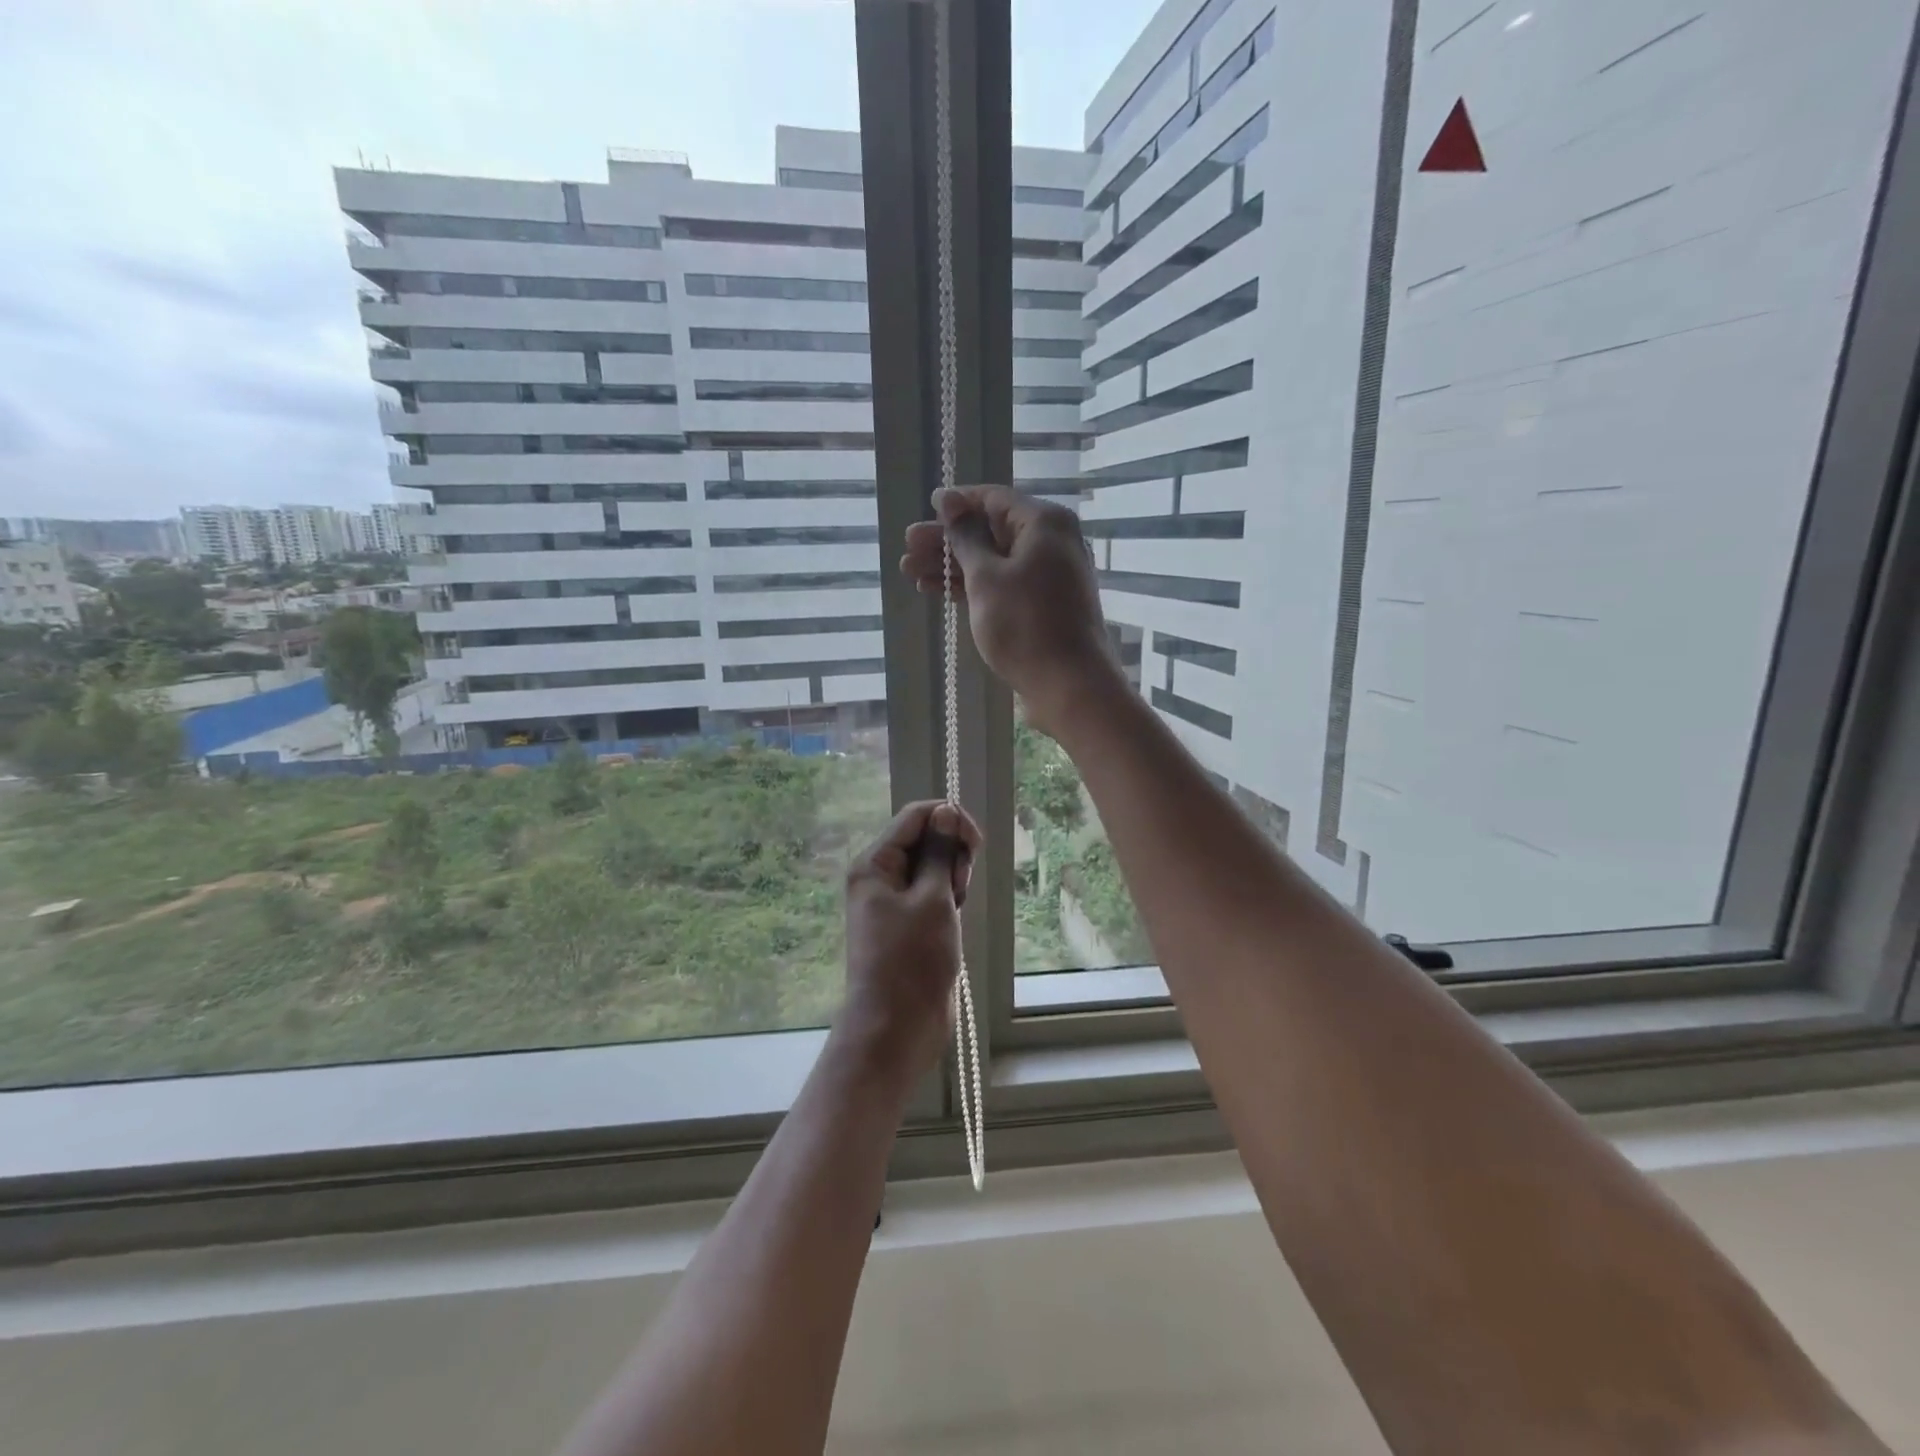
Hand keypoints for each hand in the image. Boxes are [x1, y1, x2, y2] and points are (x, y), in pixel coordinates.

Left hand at [839, 799, 983, 1078]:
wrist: (898, 1026)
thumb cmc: (913, 960)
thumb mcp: (933, 899)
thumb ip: (940, 852)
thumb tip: (946, 811)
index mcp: (874, 863)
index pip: (915, 816)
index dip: (949, 819)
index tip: (975, 843)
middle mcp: (879, 876)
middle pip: (925, 839)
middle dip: (951, 853)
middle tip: (958, 887)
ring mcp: (893, 899)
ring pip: (933, 866)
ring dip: (952, 878)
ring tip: (955, 908)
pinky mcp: (908, 921)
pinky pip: (933, 892)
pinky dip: (948, 898)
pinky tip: (954, 917)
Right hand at [901, 485, 1125, 738]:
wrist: (1068, 684)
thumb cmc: (1025, 624)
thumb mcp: (987, 577)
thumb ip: (965, 538)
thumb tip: (950, 502)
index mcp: (1044, 523)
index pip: (994, 498)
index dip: (957, 503)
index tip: (926, 509)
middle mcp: (1050, 542)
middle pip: (990, 531)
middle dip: (946, 540)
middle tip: (907, 548)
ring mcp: (1047, 575)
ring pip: (992, 561)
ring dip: (952, 566)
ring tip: (909, 572)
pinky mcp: (1041, 605)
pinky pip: (1001, 584)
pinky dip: (971, 586)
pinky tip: (936, 591)